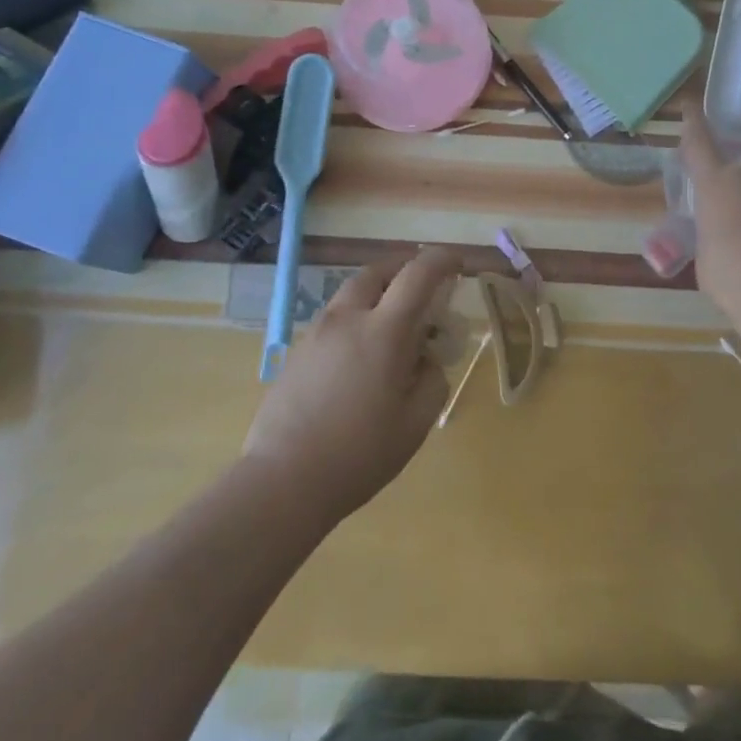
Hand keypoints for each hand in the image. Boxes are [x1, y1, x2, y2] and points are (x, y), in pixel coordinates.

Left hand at [241, 248, 455, 526]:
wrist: (283, 481)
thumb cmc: (359, 454)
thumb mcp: (415, 423)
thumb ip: (432, 380)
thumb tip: (427, 360)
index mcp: (383, 330)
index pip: (418, 274)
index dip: (441, 259)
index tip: (457, 262)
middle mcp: (348, 319)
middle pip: (378, 271)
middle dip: (404, 270)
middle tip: (421, 290)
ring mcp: (317, 333)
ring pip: (351, 293)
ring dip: (377, 295)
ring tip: (390, 327)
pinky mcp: (297, 351)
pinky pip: (333, 319)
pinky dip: (354, 319)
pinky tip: (359, 358)